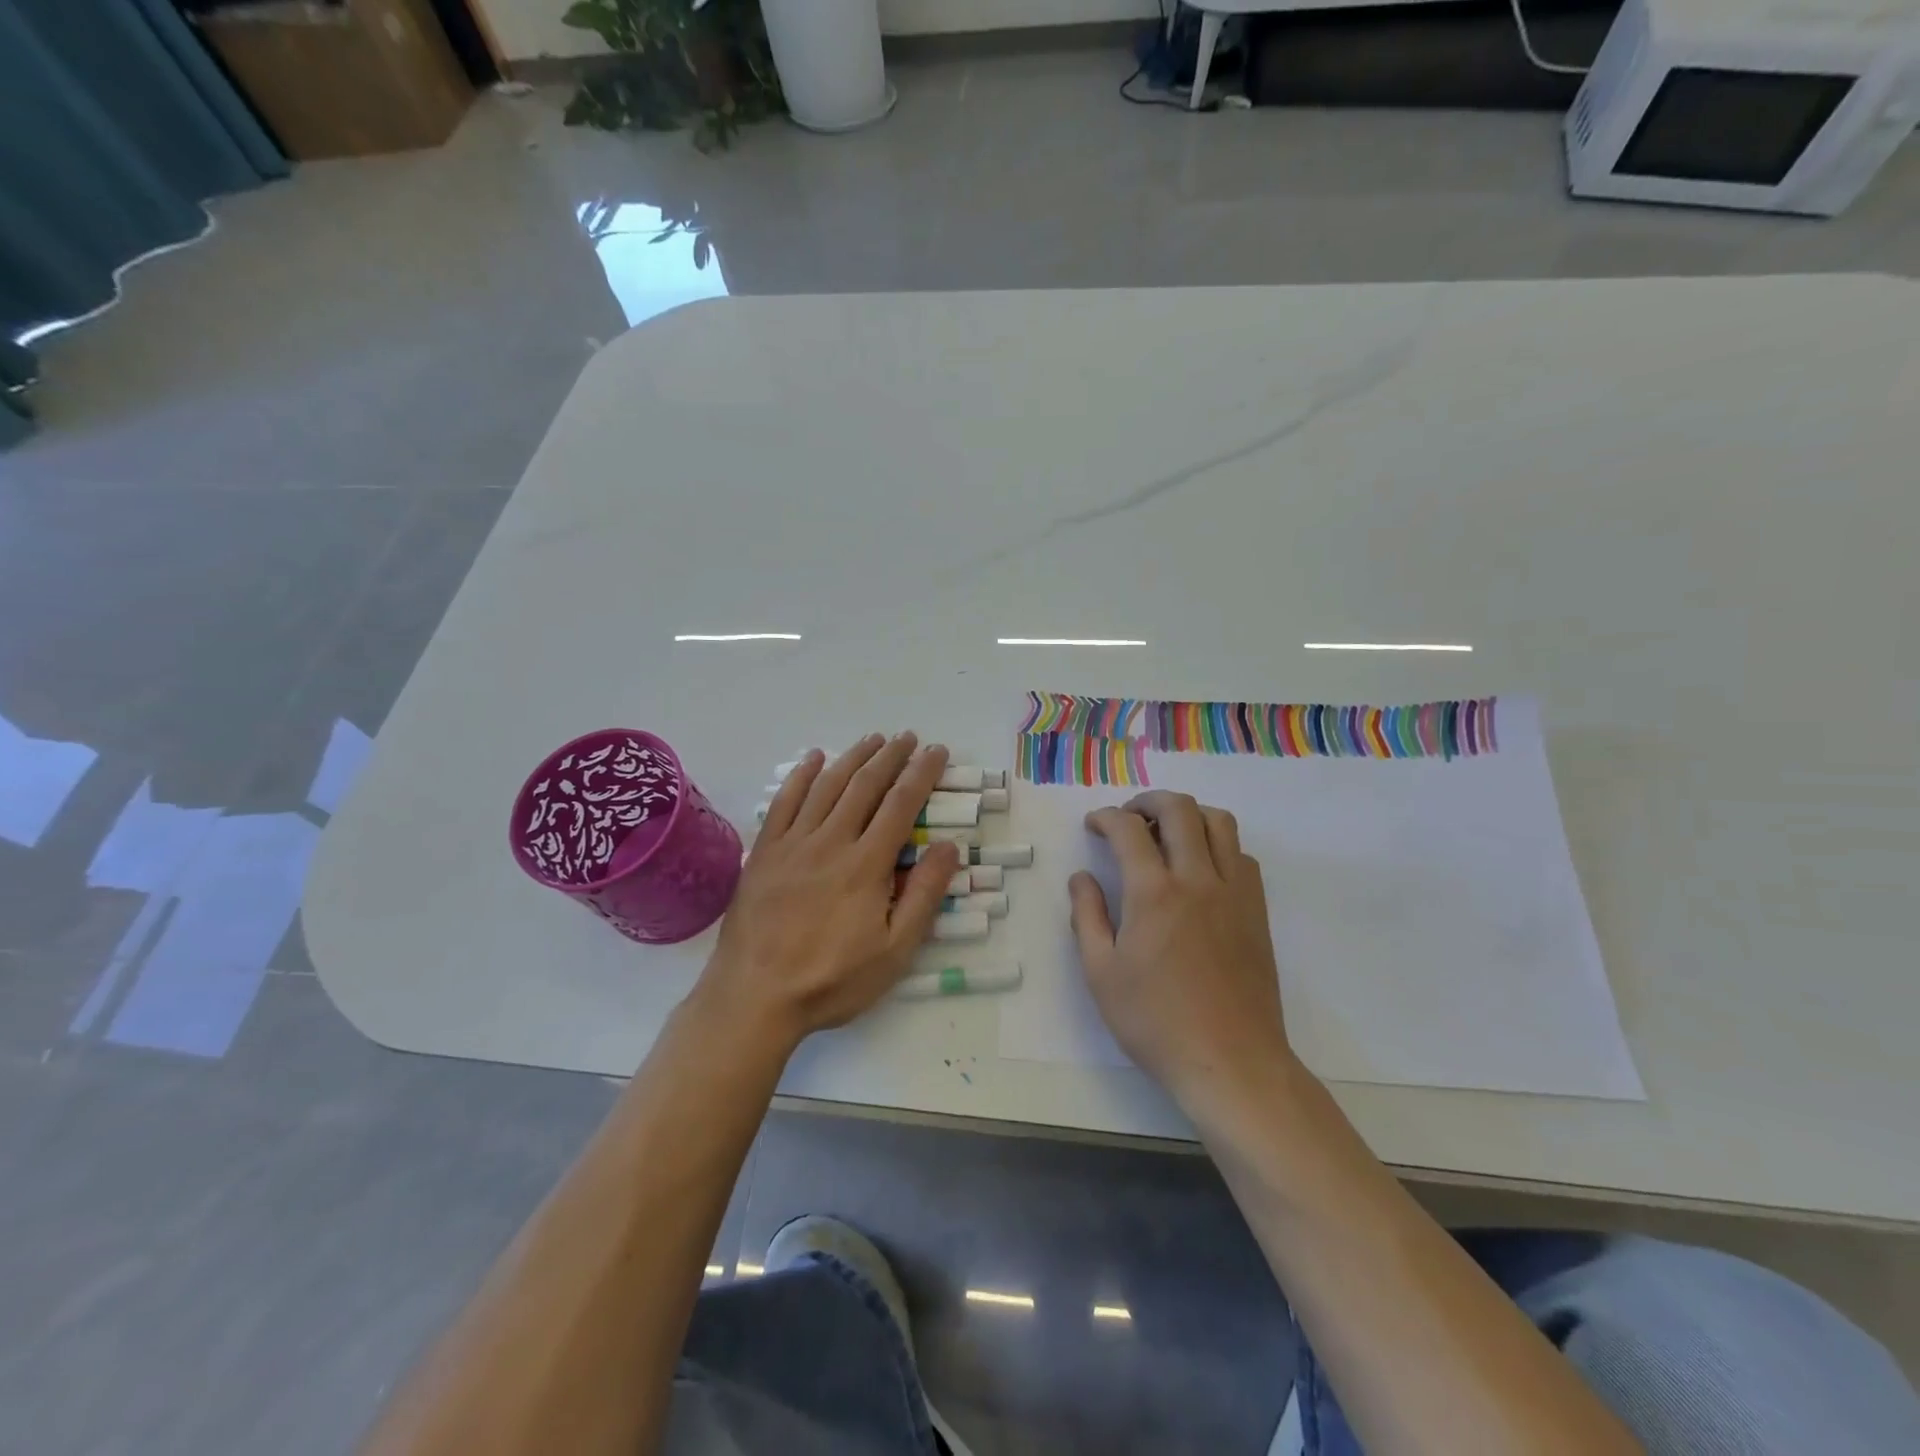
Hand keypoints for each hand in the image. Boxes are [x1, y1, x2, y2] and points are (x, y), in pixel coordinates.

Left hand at [696, 732, 961, 1051]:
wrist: (754, 996)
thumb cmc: (832, 979)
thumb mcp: (894, 951)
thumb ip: (924, 895)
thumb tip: (948, 845)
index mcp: (866, 864)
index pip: (901, 805)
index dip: (921, 773)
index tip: (936, 751)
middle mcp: (831, 841)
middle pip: (865, 786)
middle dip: (890, 757)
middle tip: (907, 737)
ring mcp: (793, 843)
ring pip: (827, 786)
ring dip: (853, 757)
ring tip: (872, 739)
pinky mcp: (764, 852)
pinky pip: (784, 802)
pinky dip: (801, 775)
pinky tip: (814, 758)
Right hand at [1069, 791, 1296, 1108]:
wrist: (1230, 1061)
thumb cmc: (1156, 1021)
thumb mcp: (1101, 973)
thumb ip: (1087, 917)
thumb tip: (1082, 878)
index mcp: (1154, 893)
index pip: (1129, 829)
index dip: (1106, 817)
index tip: (1094, 825)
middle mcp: (1198, 879)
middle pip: (1180, 810)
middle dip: (1148, 801)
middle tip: (1129, 817)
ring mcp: (1234, 892)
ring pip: (1220, 822)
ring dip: (1189, 815)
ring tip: (1167, 833)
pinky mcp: (1257, 910)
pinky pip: (1242, 854)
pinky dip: (1218, 844)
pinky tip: (1201, 868)